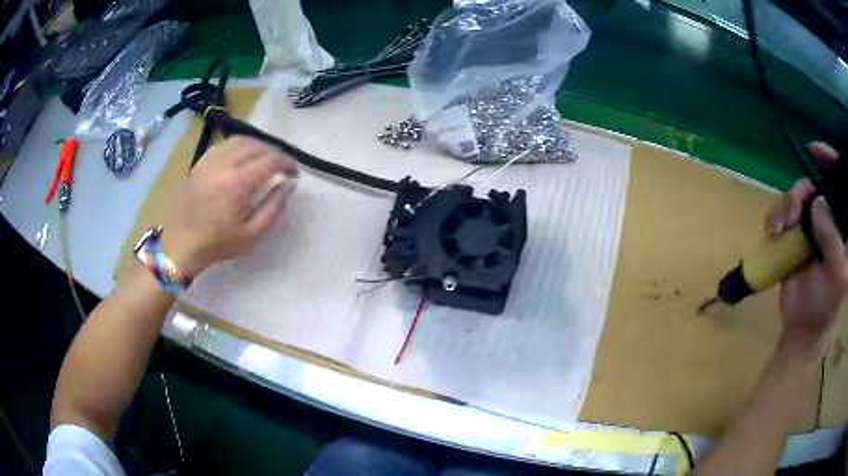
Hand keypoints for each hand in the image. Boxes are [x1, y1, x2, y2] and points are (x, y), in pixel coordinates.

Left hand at [161, 137, 297, 275]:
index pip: (271, 160)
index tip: (294, 172)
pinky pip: (221, 147)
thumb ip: (274, 207)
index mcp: (239, 182)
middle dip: (273, 152)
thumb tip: (289, 185)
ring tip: (262, 158)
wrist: (182, 245)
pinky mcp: (198, 165)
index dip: (287, 162)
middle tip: (281, 166)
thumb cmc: (218, 243)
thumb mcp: (253, 234)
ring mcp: (208, 162)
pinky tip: (238, 158)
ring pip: (237, 141)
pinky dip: (235, 147)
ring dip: (255, 146)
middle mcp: (224, 165)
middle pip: (255, 146)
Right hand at [765, 142, 847, 351]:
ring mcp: (811, 226)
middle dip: (803, 190)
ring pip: (797, 196)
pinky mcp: (794, 234)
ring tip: (779, 229)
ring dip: (786, 205)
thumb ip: (833, 240)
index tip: (815, 152)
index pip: (839, 185)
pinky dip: (775, 217)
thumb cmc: (826, 306)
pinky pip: (782, 212)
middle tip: (794, 211)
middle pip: (815, 185)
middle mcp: (828, 219)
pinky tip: (773, 232)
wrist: (801, 329)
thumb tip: (818, 203)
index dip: (830, 163)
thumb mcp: (837, 277)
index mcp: (842, 226)